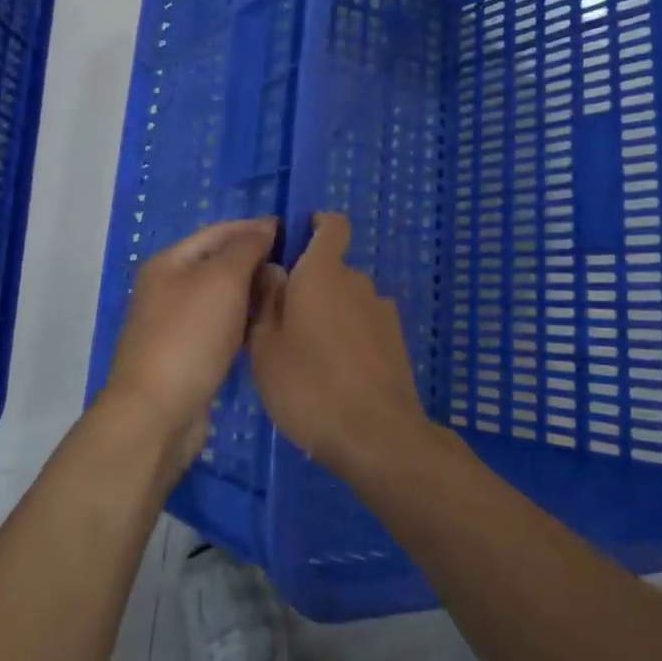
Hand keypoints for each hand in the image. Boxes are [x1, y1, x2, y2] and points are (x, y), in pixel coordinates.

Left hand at [102, 217, 277, 473]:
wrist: (157, 414)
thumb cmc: (190, 336)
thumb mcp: (222, 280)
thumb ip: (246, 248)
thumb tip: (265, 227)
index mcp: (170, 262)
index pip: (219, 232)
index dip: (255, 228)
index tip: (294, 230)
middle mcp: (169, 288)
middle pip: (220, 264)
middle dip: (257, 261)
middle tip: (299, 266)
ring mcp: (176, 324)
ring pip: (223, 298)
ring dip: (254, 293)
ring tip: (291, 294)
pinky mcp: (187, 356)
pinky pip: (223, 327)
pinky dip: (245, 322)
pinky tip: (269, 327)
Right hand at [249, 213, 430, 477]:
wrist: (376, 434)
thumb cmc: (307, 385)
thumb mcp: (265, 346)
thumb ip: (266, 300)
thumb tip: (273, 270)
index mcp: (322, 273)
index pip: (332, 225)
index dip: (317, 225)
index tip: (296, 244)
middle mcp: (357, 281)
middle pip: (333, 270)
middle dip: (311, 287)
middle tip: (284, 325)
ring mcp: (382, 311)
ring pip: (348, 301)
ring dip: (330, 316)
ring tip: (309, 357)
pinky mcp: (396, 341)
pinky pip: (365, 326)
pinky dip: (350, 338)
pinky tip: (336, 375)